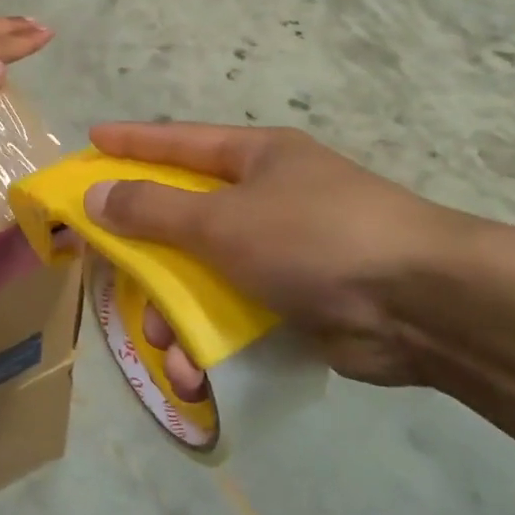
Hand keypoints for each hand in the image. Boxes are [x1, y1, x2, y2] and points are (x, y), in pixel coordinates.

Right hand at [84, 123, 473, 389]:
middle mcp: (267, 198)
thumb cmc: (313, 238)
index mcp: (256, 158)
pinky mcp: (297, 302)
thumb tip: (95, 196)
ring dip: (176, 315)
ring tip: (164, 348)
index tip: (91, 140)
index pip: (179, 142)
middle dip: (146, 253)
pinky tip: (196, 374)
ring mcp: (283, 252)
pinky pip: (235, 316)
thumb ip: (153, 210)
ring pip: (205, 277)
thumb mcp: (222, 220)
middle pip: (185, 217)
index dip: (132, 142)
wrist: (422, 305)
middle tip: (108, 269)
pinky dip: (211, 343)